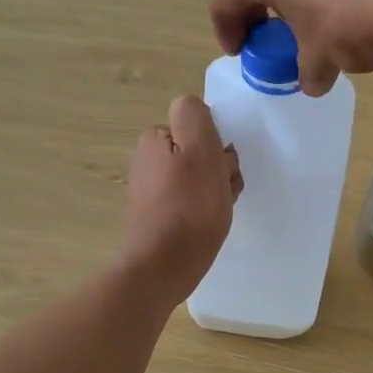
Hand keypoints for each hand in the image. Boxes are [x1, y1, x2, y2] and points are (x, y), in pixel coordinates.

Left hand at [119, 96, 241, 306]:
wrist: (166, 264)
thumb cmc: (189, 205)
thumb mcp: (199, 147)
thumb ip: (194, 115)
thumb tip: (192, 107)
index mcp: (156, 138)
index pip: (199, 126)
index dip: (218, 144)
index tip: (223, 166)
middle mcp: (149, 159)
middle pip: (200, 151)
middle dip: (219, 168)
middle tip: (224, 189)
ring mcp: (152, 189)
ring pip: (200, 177)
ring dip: (217, 189)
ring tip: (219, 209)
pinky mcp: (159, 215)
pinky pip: (191, 201)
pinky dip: (205, 209)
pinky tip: (209, 223)